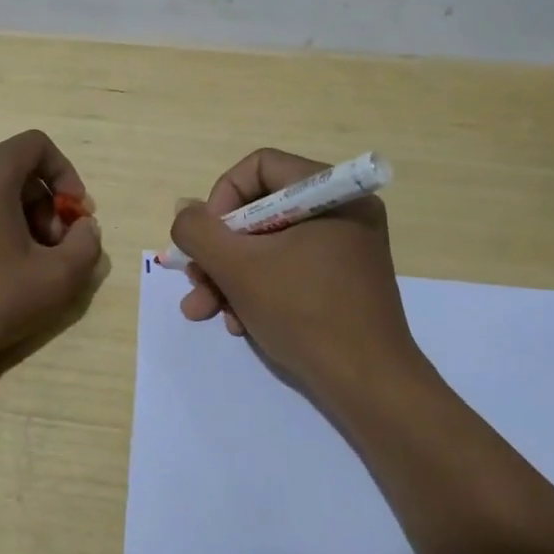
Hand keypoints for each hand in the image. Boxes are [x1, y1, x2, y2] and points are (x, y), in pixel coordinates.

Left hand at [0, 129, 102, 380]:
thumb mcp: (56, 280)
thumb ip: (86, 246)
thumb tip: (84, 228)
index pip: (36, 145)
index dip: (65, 174)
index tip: (74, 215)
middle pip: (9, 171)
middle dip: (39, 205)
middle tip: (49, 250)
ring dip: (7, 218)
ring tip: (13, 264)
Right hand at [171, 148, 421, 404]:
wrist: (368, 385)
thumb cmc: (304, 313)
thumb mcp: (238, 268)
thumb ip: (199, 231)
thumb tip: (184, 210)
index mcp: (330, 193)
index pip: (259, 167)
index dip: (221, 198)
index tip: (207, 239)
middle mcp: (342, 212)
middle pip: (259, 210)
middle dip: (219, 250)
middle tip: (195, 281)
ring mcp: (344, 248)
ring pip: (269, 245)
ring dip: (229, 276)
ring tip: (204, 311)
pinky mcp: (342, 280)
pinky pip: (289, 268)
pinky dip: (258, 290)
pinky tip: (238, 323)